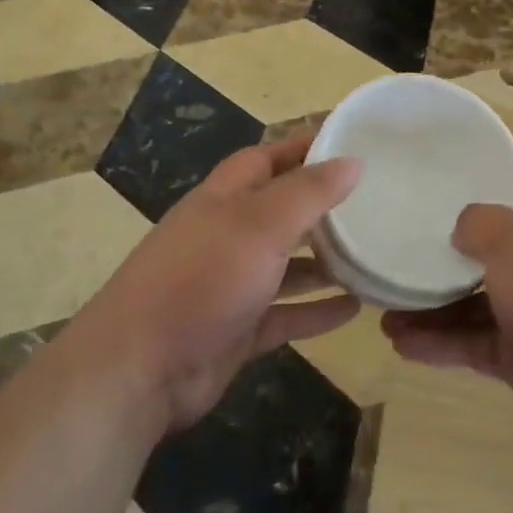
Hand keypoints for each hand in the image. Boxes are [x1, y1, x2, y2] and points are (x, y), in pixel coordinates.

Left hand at [79, 135, 361, 432]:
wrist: (139, 369)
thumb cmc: (202, 278)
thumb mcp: (260, 224)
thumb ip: (308, 192)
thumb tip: (353, 160)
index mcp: (225, 198)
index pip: (268, 158)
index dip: (305, 148)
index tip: (350, 143)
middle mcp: (227, 235)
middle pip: (280, 211)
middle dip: (321, 206)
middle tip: (372, 203)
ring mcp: (231, 284)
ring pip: (286, 265)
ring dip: (323, 261)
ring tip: (371, 256)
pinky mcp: (237, 329)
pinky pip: (285, 314)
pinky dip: (316, 310)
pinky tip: (354, 310)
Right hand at [382, 192, 512, 451]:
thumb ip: (480, 224)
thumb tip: (462, 227)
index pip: (512, 200)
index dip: (477, 191)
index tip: (434, 190)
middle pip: (485, 255)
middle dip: (441, 259)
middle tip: (397, 257)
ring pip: (471, 305)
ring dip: (430, 309)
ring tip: (384, 313)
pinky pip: (471, 344)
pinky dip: (439, 344)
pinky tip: (401, 345)